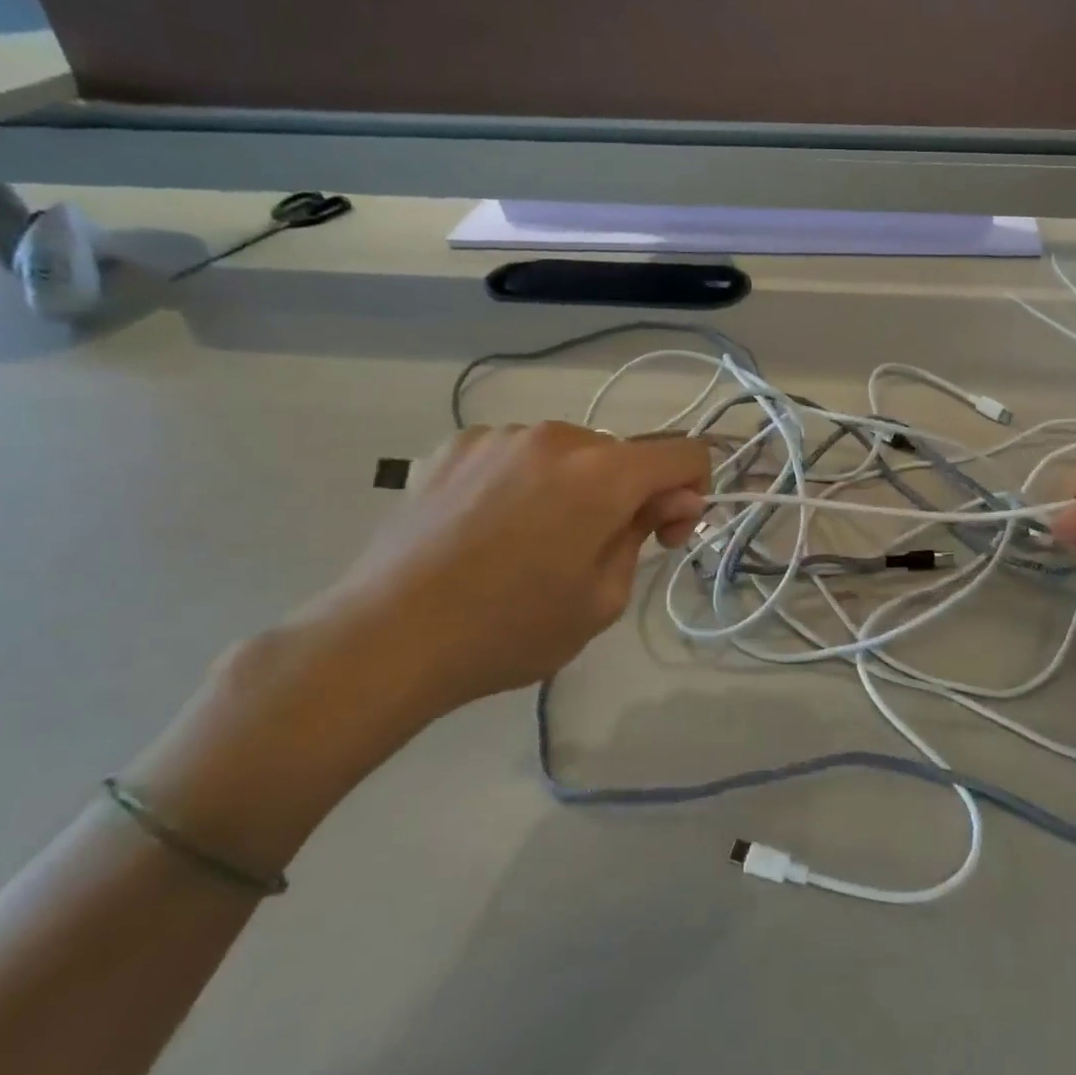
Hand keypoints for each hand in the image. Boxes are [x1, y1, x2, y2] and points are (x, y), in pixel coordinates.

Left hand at [290, 423, 709, 716]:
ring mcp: (500, 435)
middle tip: (593, 551)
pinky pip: (516, 453)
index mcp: (603, 474)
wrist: (384, 639)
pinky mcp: (454, 445)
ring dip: (574, 486)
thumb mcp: (602, 600)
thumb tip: (668, 500)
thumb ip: (645, 535)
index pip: (684, 454)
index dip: (691, 492)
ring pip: (569, 452)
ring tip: (531, 541)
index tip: (662, 536)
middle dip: (627, 495)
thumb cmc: (508, 630)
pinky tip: (489, 525)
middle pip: (624, 455)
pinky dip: (523, 480)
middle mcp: (557, 437)